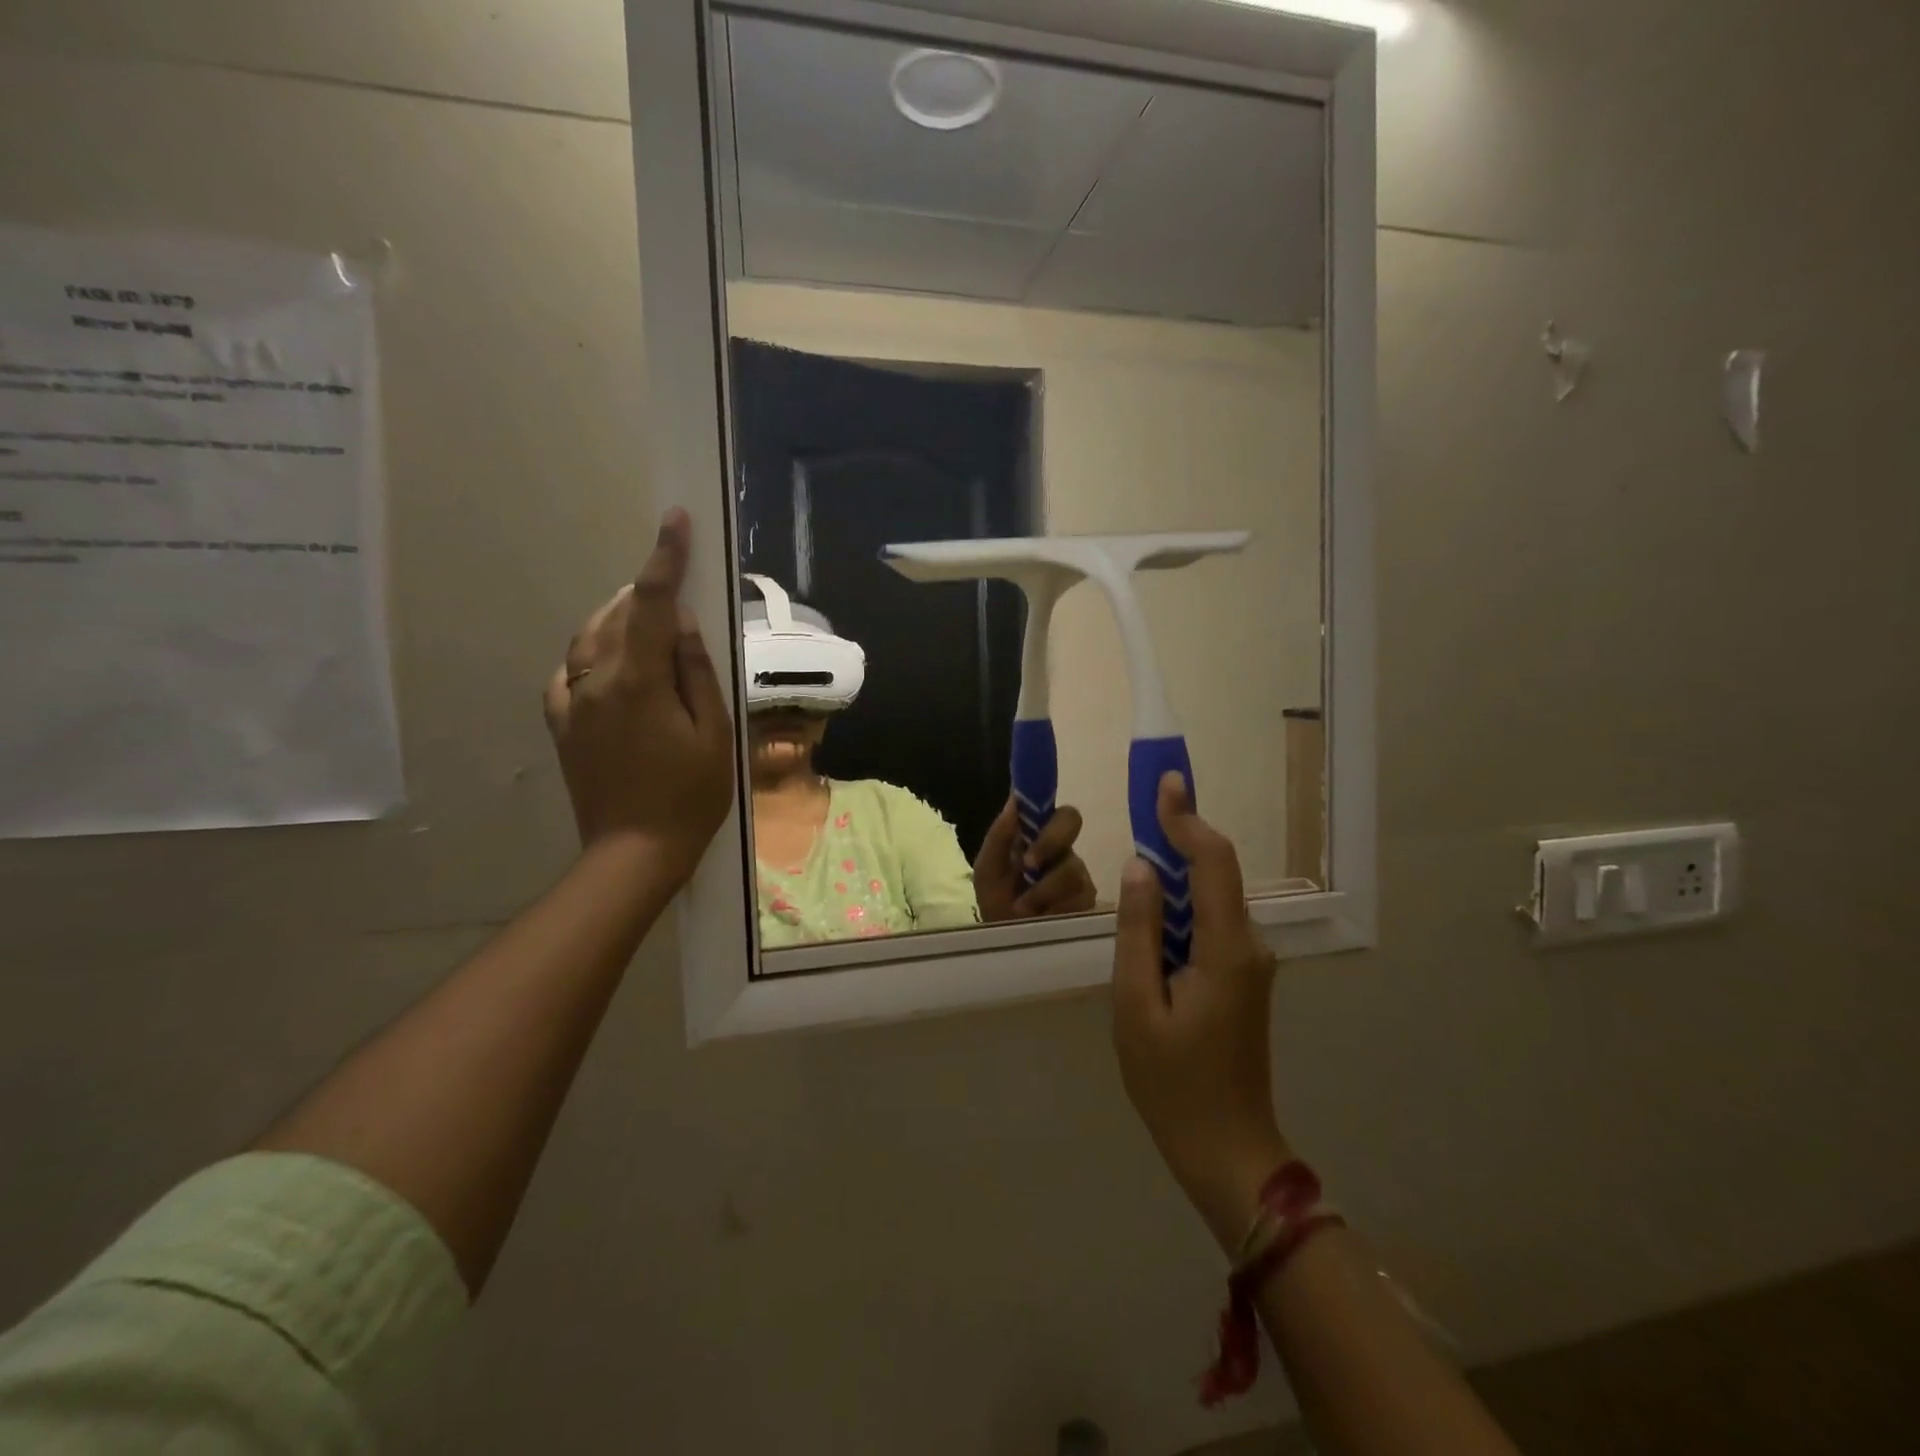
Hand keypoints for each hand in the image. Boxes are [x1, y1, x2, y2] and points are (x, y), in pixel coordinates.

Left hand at [543, 508, 735, 885]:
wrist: (634, 853)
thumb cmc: (689, 796)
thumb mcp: (713, 734)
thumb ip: (695, 672)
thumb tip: (683, 622)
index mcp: (637, 681)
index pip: (652, 604)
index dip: (665, 558)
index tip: (675, 520)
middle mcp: (593, 681)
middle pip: (617, 615)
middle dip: (645, 592)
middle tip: (673, 585)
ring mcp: (570, 703)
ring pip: (589, 638)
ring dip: (619, 618)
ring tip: (649, 619)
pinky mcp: (562, 726)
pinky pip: (570, 671)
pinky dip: (593, 652)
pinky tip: (612, 662)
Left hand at [973, 799, 1098, 921]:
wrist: (1006, 944)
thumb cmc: (997, 901)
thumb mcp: (989, 870)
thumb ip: (1000, 836)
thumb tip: (1015, 798)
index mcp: (1042, 839)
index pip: (1062, 814)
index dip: (1051, 814)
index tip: (1031, 827)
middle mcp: (1066, 855)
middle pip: (1073, 827)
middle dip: (1048, 843)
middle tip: (1028, 866)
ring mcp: (1081, 880)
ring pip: (1072, 869)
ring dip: (1042, 890)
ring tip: (1023, 909)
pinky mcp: (1089, 907)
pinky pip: (1079, 900)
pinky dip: (1053, 910)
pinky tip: (1042, 919)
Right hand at [1111, 773, 1289, 1252]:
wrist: (1227, 1149)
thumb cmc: (1173, 1083)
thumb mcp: (1137, 1005)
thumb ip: (1137, 931)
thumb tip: (1140, 867)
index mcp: (1225, 949)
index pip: (1212, 862)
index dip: (1187, 819)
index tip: (1165, 783)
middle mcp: (1248, 945)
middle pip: (1215, 874)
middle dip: (1179, 838)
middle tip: (1142, 810)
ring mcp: (1250, 963)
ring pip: (1211, 899)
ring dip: (1176, 874)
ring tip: (1137, 862)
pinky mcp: (1242, 978)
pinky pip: (1209, 925)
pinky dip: (1181, 907)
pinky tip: (1152, 916)